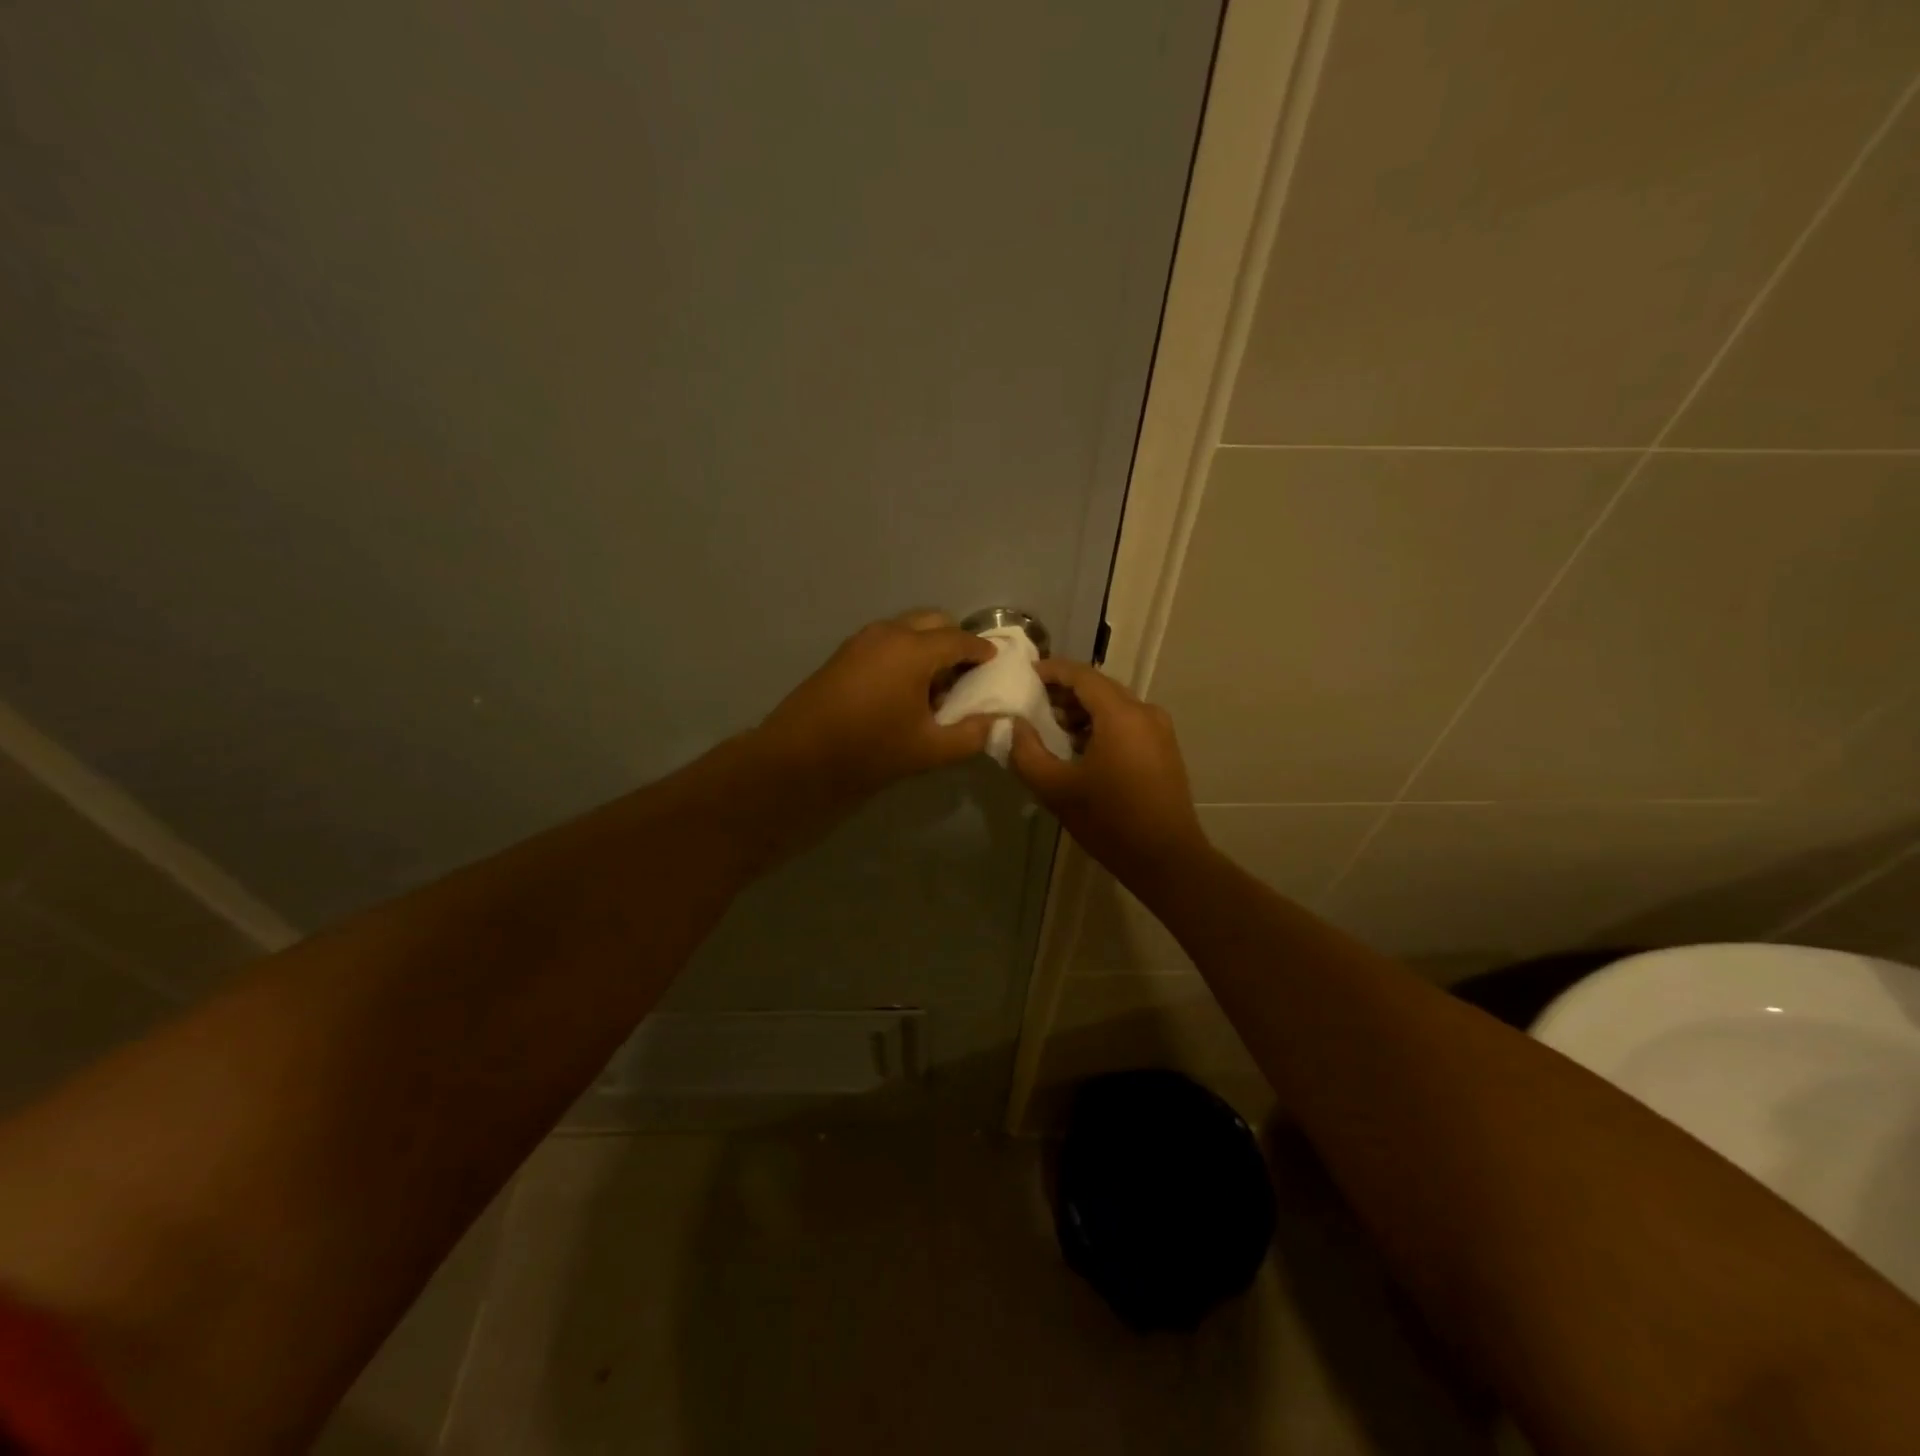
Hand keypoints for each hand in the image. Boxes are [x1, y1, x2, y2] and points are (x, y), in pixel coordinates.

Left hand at [755, 611, 995, 802]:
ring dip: (928, 645)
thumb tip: (996, 721)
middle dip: (955, 642)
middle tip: (965, 675)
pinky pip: (888, 639)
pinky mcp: (845, 651)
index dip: (983, 651)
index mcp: (915, 649)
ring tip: (934, 685)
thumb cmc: (870, 750)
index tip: (997, 664)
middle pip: (935, 622)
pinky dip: (905, 651)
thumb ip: (971, 734)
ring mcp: (863, 639)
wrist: (800, 757)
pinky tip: (904, 687)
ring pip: (909, 627)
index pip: (961, 640)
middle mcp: (890, 632)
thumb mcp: (930, 749)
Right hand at [1007, 659, 1209, 889]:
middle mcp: (1144, 712)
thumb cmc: (1109, 821)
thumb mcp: (1056, 789)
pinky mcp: (1164, 749)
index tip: (1025, 675)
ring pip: (1114, 705)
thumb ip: (1027, 752)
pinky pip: (1127, 722)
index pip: (1082, 675)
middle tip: (1033, 702)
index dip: (1051, 670)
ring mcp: (1159, 730)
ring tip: (1053, 727)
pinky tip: (1081, 747)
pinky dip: (1101, 724)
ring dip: (1083, 710)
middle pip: (1099, 687)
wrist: (1166, 858)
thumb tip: (1012, 725)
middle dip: (1065, 691)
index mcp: (1121, 714)